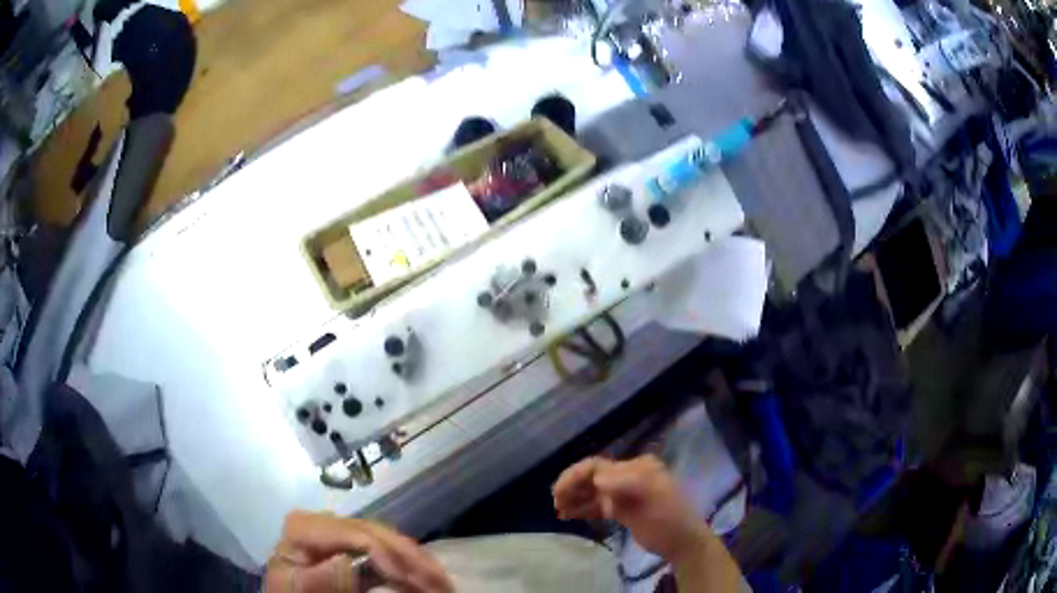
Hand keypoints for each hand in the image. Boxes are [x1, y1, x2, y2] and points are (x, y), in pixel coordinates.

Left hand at [265, 511, 452, 592]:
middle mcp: (323, 521)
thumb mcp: (300, 589)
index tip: (419, 583)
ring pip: (386, 541)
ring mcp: (336, 532)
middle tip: (444, 585)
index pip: (357, 535)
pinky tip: (424, 578)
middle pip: (377, 535)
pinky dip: (405, 567)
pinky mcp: (346, 546)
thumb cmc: (294, 592)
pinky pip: (382, 552)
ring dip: (416, 563)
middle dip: (412, 560)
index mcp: (304, 527)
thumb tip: (349, 560)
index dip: (392, 556)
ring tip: (443, 584)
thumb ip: (322, 577)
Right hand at [553, 455, 710, 562]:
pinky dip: (583, 509)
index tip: (558, 492)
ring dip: (574, 498)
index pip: (598, 466)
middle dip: (571, 487)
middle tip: (555, 502)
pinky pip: (597, 505)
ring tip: (558, 510)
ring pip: (592, 492)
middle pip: (592, 477)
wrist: (682, 542)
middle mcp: (628, 476)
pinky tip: (568, 515)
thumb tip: (597, 480)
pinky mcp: (622, 510)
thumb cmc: (669, 516)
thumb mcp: (651, 495)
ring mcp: (624, 494)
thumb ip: (624, 483)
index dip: (575, 476)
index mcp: (636, 467)